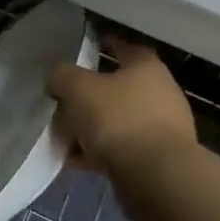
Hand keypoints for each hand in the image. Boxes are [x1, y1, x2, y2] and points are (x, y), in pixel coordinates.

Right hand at [48, 36, 196, 173]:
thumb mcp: (78, 88)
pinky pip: (120, 148)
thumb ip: (62, 75)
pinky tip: (75, 161)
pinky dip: (98, 152)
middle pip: (118, 87)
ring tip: (63, 136)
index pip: (125, 46)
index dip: (104, 44)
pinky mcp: (157, 158)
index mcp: (146, 67)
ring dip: (91, 127)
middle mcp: (160, 93)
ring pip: (117, 120)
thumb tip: (57, 77)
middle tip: (63, 99)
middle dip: (89, 94)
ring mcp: (162, 127)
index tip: (83, 47)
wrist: (156, 176)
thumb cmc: (118, 119)